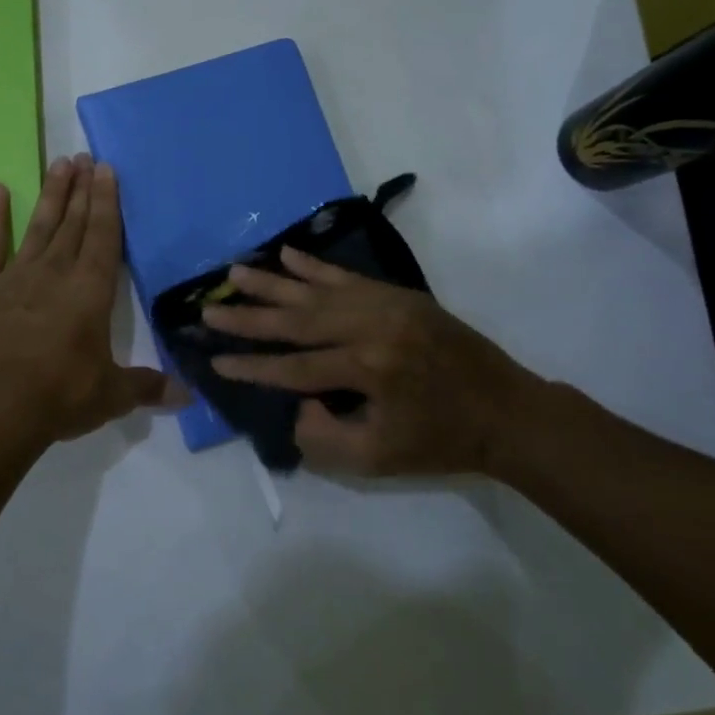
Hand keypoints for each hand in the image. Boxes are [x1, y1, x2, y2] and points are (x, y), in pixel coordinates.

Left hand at [0, 154, 179, 449]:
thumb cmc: (59, 396)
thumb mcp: (111, 395)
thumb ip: (147, 387)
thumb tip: (188, 397)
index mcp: (91, 292)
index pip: (103, 237)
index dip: (106, 202)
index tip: (106, 170)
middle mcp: (56, 273)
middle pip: (73, 223)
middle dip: (81, 189)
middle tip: (84, 156)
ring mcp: (15, 276)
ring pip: (39, 226)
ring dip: (51, 194)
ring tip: (59, 163)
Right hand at [203, 247, 552, 479]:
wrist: (506, 411)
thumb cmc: (441, 441)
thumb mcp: (378, 459)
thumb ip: (323, 437)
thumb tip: (299, 401)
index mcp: (367, 368)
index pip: (294, 366)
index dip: (252, 367)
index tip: (216, 361)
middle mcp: (371, 327)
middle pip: (296, 320)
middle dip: (248, 318)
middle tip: (209, 309)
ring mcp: (385, 305)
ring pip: (316, 292)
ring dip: (272, 283)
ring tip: (233, 273)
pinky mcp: (398, 295)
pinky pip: (347, 276)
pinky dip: (313, 266)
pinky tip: (286, 254)